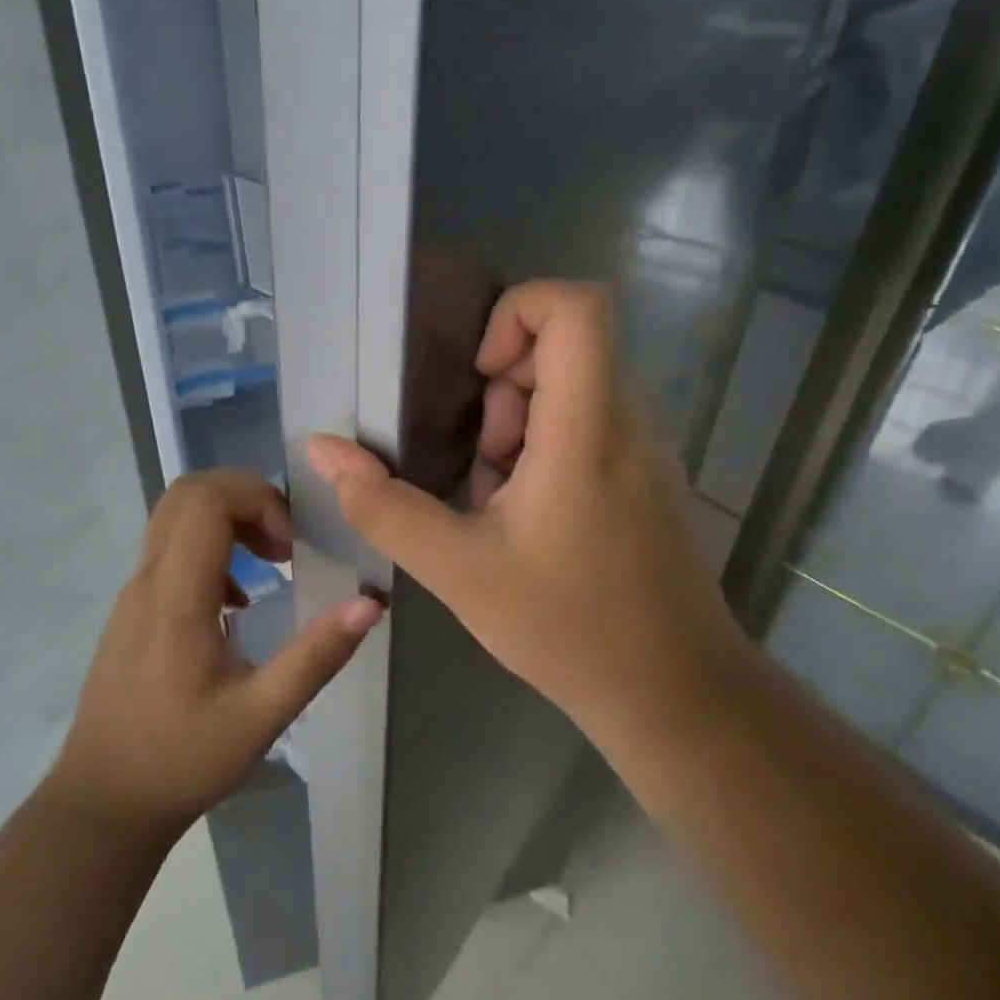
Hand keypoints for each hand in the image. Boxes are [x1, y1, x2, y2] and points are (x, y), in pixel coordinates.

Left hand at [49, 471, 381, 844]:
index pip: (206, 501)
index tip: (290, 545)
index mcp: (177, 597)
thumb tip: (369, 603)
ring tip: (272, 562)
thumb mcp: (262, 715)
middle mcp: (148, 580)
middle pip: (188, 493)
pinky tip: (240, 600)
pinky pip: (171, 548)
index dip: (256, 500)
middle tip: (284, 540)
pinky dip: (212, 545)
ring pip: (176, 516)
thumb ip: (316, 656)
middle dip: (245, 497)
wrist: (103, 804)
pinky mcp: (132, 609)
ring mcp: (134, 592)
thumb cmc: (182, 760)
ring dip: (230, 518)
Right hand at [307, 280, 745, 755]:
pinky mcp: (647, 473)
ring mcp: (646, 446)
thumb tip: (323, 451)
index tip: (480, 376)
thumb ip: (382, 506)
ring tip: (499, 503)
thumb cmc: (569, 627)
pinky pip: (588, 423)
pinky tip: (528, 518)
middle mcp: (629, 419)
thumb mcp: (458, 569)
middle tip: (483, 466)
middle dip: (503, 391)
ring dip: (518, 426)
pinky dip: (544, 449)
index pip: (577, 305)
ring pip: (572, 387)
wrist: (675, 694)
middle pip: (564, 346)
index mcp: (589, 427)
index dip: (517, 312)